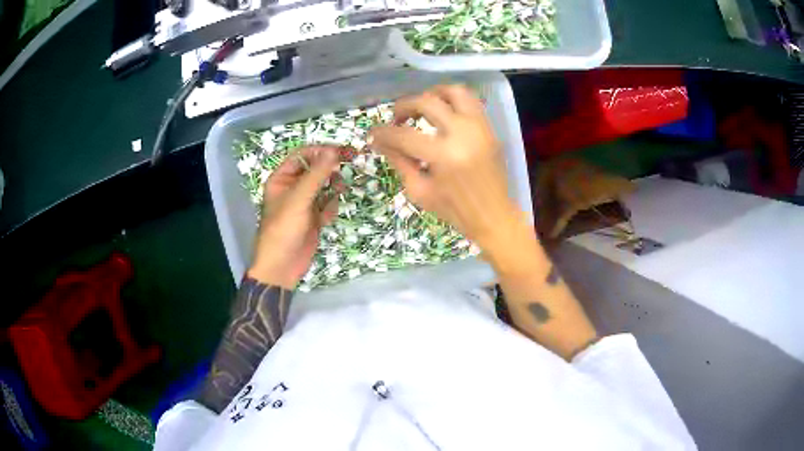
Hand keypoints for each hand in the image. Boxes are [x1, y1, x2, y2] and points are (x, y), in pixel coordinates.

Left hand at [247, 146, 340, 288]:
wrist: (282, 266)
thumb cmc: (283, 229)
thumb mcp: (299, 199)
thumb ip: (317, 174)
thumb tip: (334, 151)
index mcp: (282, 179)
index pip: (303, 155)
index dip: (322, 151)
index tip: (342, 151)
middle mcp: (293, 188)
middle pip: (315, 169)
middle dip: (330, 167)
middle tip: (350, 161)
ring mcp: (304, 203)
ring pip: (324, 186)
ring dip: (333, 186)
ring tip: (339, 190)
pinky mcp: (314, 217)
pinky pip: (327, 204)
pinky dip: (331, 206)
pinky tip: (327, 217)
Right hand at [369, 85, 530, 267]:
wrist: (494, 216)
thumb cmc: (455, 210)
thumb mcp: (419, 191)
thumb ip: (399, 161)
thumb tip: (381, 142)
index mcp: (443, 156)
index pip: (404, 135)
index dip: (383, 133)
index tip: (372, 135)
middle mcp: (463, 134)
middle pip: (426, 102)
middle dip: (404, 106)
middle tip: (396, 118)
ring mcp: (479, 127)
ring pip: (453, 91)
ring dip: (432, 94)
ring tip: (421, 107)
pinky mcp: (489, 128)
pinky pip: (470, 101)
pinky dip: (452, 101)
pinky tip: (442, 113)